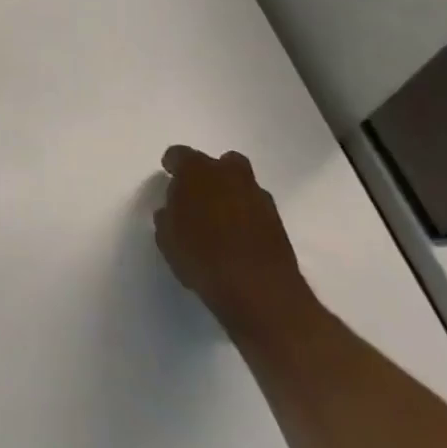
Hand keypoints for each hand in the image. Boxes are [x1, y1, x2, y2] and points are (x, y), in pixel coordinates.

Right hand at [155, 147, 314, 339]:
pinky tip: (239, 239)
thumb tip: (172, 211)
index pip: (179, 155)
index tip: (169, 177)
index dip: (173, 165)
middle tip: (199, 196)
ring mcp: (258, 197)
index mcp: (197, 170)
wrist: (260, 292)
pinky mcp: (279, 222)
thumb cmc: (202, 257)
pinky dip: (247, 218)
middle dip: (210, 175)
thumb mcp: (167, 238)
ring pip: (242, 186)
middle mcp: (229, 174)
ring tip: (220, 222)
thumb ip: (167, 216)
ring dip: (231, 196)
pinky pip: (256, 210)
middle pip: (219, 163)